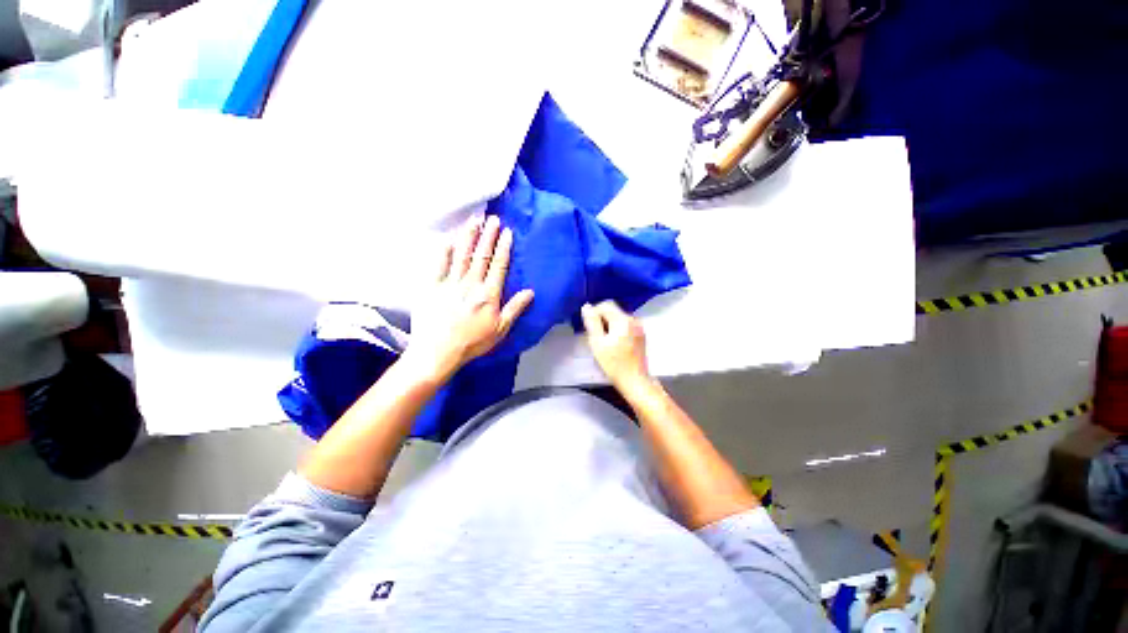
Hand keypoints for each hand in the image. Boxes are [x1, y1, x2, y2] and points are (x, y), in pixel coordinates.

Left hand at [404, 215, 533, 381]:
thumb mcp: (500, 329)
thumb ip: (515, 308)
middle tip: (493, 218)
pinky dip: (444, 250)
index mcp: (488, 294)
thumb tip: (530, 292)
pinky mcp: (432, 286)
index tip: (507, 232)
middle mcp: (471, 284)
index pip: (498, 265)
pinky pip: (439, 264)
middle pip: (481, 255)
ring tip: (474, 220)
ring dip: (469, 236)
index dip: (503, 247)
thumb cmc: (473, 342)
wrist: (438, 351)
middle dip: (488, 235)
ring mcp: (450, 283)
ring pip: (462, 254)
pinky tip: (449, 238)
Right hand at [581, 300, 652, 392]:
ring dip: (609, 324)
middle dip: (602, 319)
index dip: (594, 312)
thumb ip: (592, 322)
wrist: (635, 381)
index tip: (589, 328)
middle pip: (613, 310)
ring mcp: (639, 327)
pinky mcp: (641, 334)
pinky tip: (614, 343)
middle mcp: (633, 319)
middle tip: (595, 336)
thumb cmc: (614, 364)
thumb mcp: (597, 343)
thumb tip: (586, 306)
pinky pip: (625, 324)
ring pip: (618, 317)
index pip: (605, 305)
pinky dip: (617, 329)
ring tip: (604, 341)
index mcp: (623, 320)